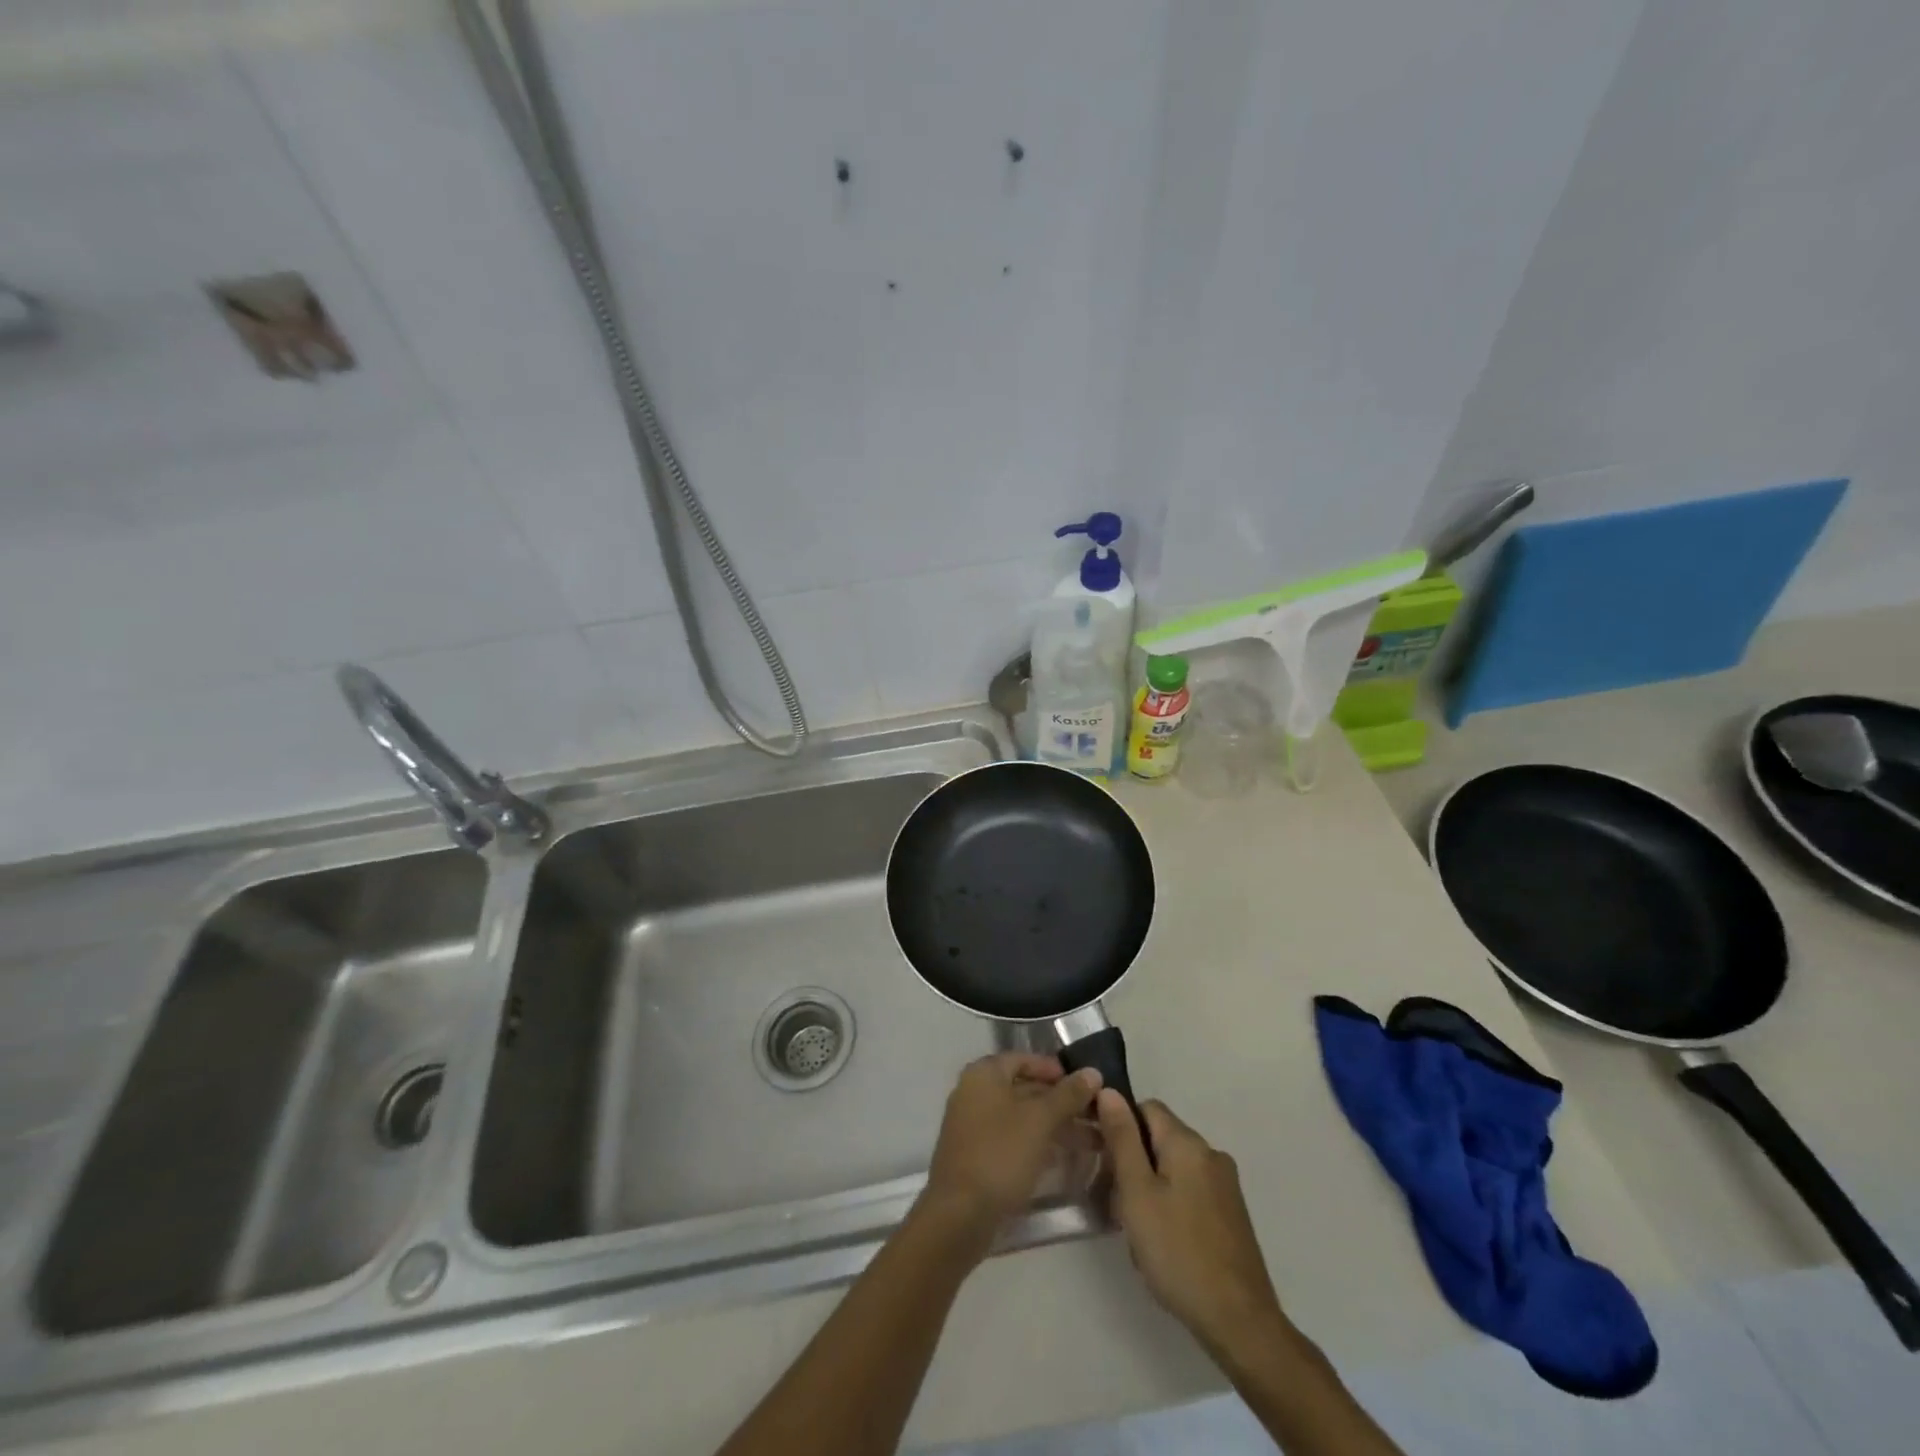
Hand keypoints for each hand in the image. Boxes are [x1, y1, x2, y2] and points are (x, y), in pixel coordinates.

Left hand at [918, 1053, 1101, 1260]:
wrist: (959, 1215)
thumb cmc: (1000, 1154)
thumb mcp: (1040, 1120)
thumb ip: (1068, 1095)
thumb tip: (1093, 1072)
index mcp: (984, 1074)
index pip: (1023, 1059)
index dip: (1055, 1069)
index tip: (1084, 1085)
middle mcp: (975, 1093)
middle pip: (1024, 1088)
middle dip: (1061, 1102)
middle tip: (1096, 1115)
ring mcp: (974, 1126)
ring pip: (1021, 1117)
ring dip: (1055, 1125)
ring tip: (1094, 1140)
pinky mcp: (978, 1156)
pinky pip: (1013, 1139)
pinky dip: (1038, 1143)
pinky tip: (1065, 1158)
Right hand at [1095, 1091, 1288, 1356]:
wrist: (1239, 1321)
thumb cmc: (1178, 1252)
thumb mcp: (1137, 1193)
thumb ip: (1122, 1139)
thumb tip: (1109, 1091)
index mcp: (1188, 1143)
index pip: (1146, 1108)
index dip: (1120, 1125)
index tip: (1103, 1159)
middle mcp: (1211, 1154)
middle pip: (1160, 1139)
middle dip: (1134, 1163)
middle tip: (1117, 1204)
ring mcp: (1225, 1185)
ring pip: (1173, 1168)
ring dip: (1150, 1188)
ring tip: (1138, 1231)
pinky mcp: (1231, 1214)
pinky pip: (1190, 1191)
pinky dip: (1171, 1205)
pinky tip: (1164, 1244)